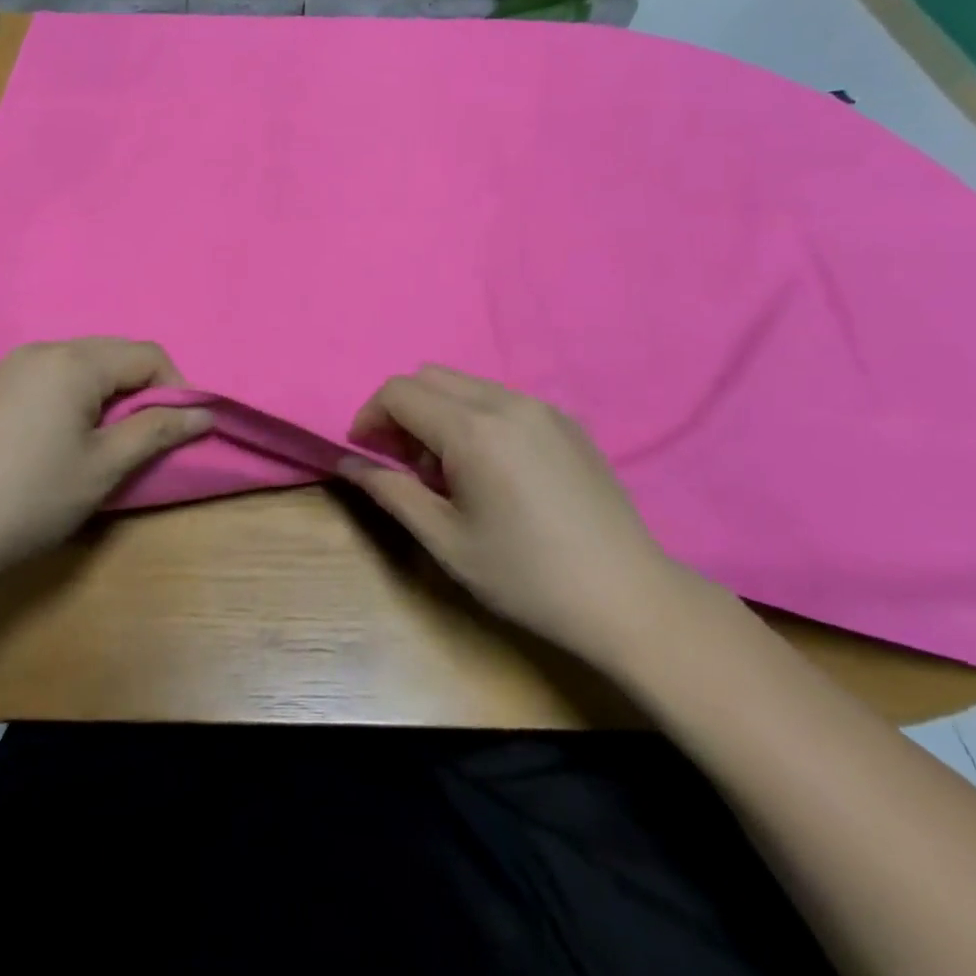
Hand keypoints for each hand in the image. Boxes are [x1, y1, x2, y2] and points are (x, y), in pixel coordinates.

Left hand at [0, 339, 211, 597]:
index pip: (146, 355)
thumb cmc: (32, 498)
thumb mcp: (104, 467)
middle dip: (144, 388)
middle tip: (149, 436)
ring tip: (111, 439)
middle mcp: (43, 350)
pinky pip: (55, 376)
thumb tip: (204, 414)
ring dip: (111, 393)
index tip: (182, 429)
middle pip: (115, 354)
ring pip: (85, 364)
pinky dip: (79, 396)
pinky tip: (70, 436)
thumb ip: (156, 431)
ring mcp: (14, 367)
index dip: (176, 388)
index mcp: (73, 361)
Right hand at [340, 365, 698, 671]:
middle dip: (402, 411)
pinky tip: (492, 470)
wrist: (628, 598)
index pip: (399, 392)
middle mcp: (506, 402)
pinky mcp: (565, 420)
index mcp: (473, 430)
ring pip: (465, 385)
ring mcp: (541, 407)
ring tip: (450, 471)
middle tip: (405, 464)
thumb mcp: (446, 540)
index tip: (365, 453)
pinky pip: (500, 399)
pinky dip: (474, 417)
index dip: (369, 416)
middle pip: (429, 377)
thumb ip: (390, 491)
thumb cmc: (526, 576)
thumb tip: (347, 463)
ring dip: (438, 413)